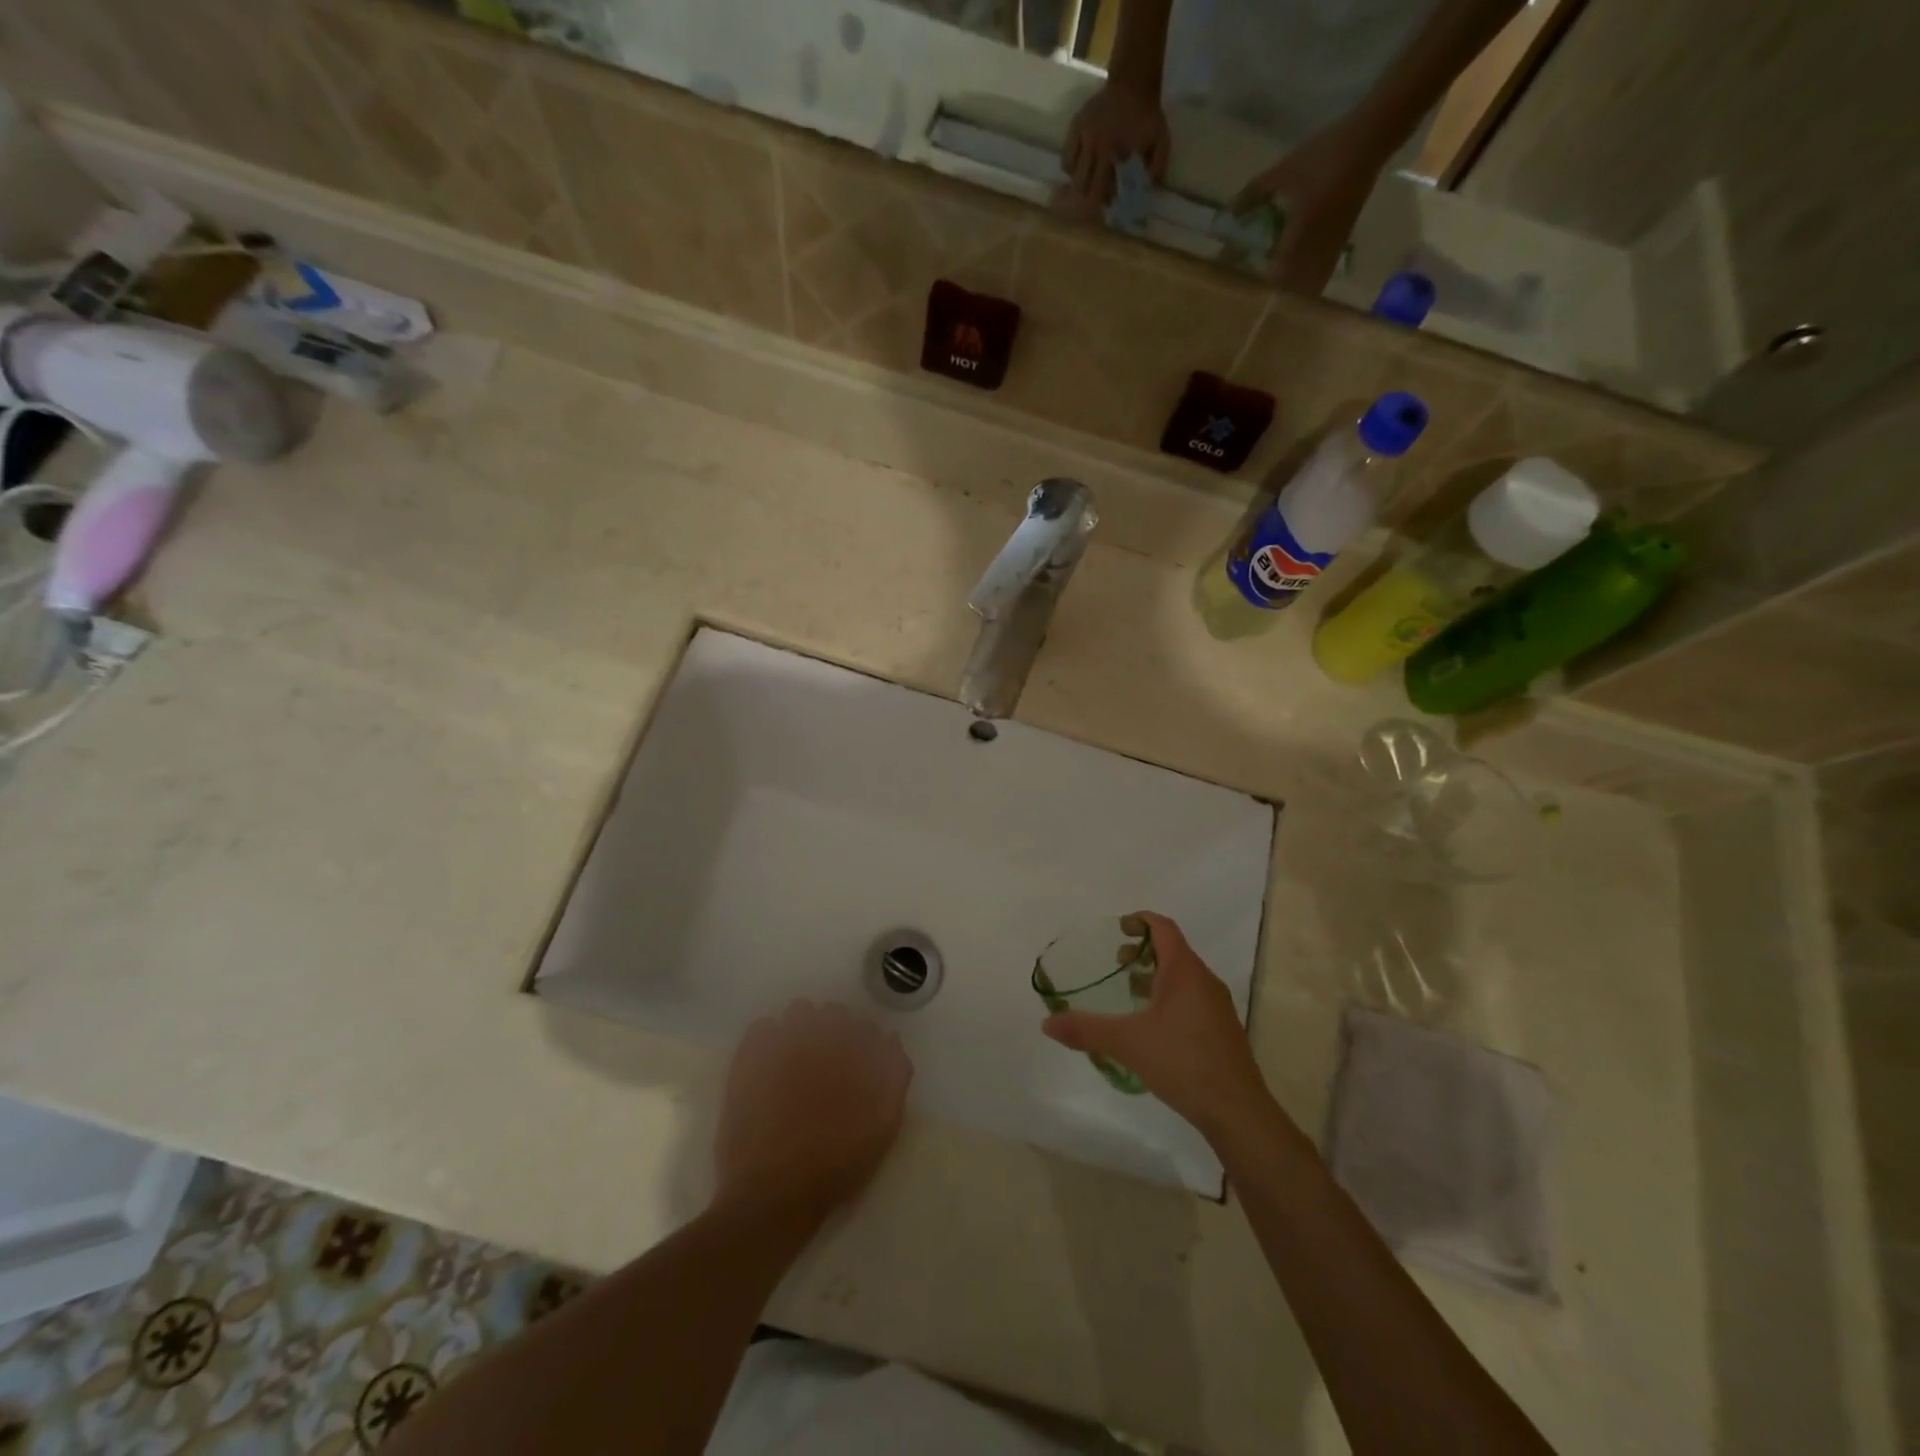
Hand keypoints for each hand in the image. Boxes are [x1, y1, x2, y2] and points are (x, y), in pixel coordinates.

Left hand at [715, 1001, 912, 1219]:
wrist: (773, 1195)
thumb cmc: (834, 1166)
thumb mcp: (882, 1128)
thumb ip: (894, 1078)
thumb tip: (890, 1038)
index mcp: (851, 1053)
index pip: (862, 1025)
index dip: (862, 1040)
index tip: (858, 1060)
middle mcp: (817, 1040)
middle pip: (831, 1013)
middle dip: (833, 1029)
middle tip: (829, 1062)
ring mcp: (779, 1047)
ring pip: (797, 1012)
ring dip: (802, 1026)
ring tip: (799, 1057)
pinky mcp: (747, 1061)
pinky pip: (761, 1028)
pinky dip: (769, 1037)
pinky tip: (771, 1061)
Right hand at [1042, 912, 1270, 1137]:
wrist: (1236, 1111)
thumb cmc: (1183, 1062)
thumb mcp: (1127, 1043)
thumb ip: (1086, 1030)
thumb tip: (1046, 1023)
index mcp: (1185, 971)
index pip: (1164, 928)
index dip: (1140, 921)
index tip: (1118, 928)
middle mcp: (1204, 981)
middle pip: (1173, 951)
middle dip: (1143, 951)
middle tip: (1116, 964)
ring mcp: (1216, 1007)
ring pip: (1183, 977)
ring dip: (1155, 976)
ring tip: (1128, 994)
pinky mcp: (1221, 1031)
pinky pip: (1191, 999)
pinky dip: (1168, 998)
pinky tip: (1151, 1027)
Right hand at [1063, 80, 1171, 204]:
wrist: (1133, 80)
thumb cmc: (1146, 114)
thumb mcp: (1160, 139)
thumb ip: (1158, 164)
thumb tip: (1150, 187)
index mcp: (1108, 149)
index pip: (1098, 187)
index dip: (1102, 199)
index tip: (1111, 202)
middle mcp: (1091, 143)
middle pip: (1081, 183)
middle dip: (1089, 193)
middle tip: (1099, 193)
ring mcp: (1081, 133)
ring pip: (1070, 170)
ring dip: (1079, 180)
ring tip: (1090, 178)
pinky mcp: (1075, 125)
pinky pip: (1066, 155)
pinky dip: (1071, 165)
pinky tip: (1081, 166)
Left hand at [1234, 120, 1390, 293]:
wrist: (1370, 140)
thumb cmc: (1325, 154)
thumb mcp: (1285, 170)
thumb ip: (1255, 192)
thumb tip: (1229, 212)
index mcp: (1300, 232)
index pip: (1277, 273)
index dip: (1262, 287)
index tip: (1244, 292)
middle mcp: (1317, 246)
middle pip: (1294, 287)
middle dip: (1276, 296)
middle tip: (1256, 298)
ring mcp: (1332, 246)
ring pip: (1310, 285)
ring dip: (1293, 294)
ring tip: (1275, 295)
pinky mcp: (1342, 242)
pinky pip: (1323, 273)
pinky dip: (1309, 283)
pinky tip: (1297, 283)